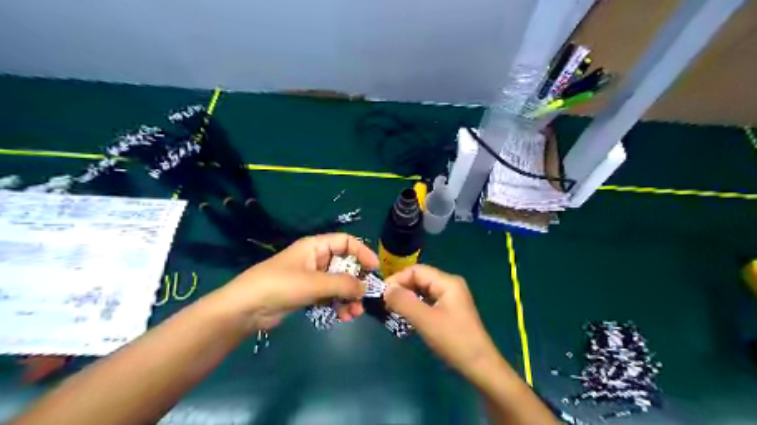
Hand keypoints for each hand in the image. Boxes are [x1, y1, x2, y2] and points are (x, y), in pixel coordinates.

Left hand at [207, 234, 377, 333]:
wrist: (245, 309)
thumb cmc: (280, 286)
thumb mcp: (314, 283)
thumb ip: (343, 284)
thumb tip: (367, 287)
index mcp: (315, 246)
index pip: (346, 242)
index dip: (362, 252)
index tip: (375, 269)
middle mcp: (316, 259)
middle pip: (345, 265)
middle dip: (356, 282)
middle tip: (365, 298)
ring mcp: (311, 278)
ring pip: (338, 284)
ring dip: (348, 297)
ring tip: (353, 314)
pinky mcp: (307, 294)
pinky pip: (329, 296)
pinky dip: (338, 305)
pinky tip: (342, 317)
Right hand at [385, 265, 500, 381]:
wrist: (480, 365)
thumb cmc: (453, 340)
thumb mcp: (425, 320)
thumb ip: (404, 302)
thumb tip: (386, 289)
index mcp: (447, 282)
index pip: (416, 270)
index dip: (397, 279)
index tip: (382, 294)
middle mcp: (450, 284)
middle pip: (420, 278)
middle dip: (402, 288)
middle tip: (385, 303)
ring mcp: (451, 297)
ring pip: (423, 290)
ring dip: (407, 297)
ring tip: (392, 309)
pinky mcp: (450, 309)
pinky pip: (428, 300)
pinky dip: (416, 305)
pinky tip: (407, 316)